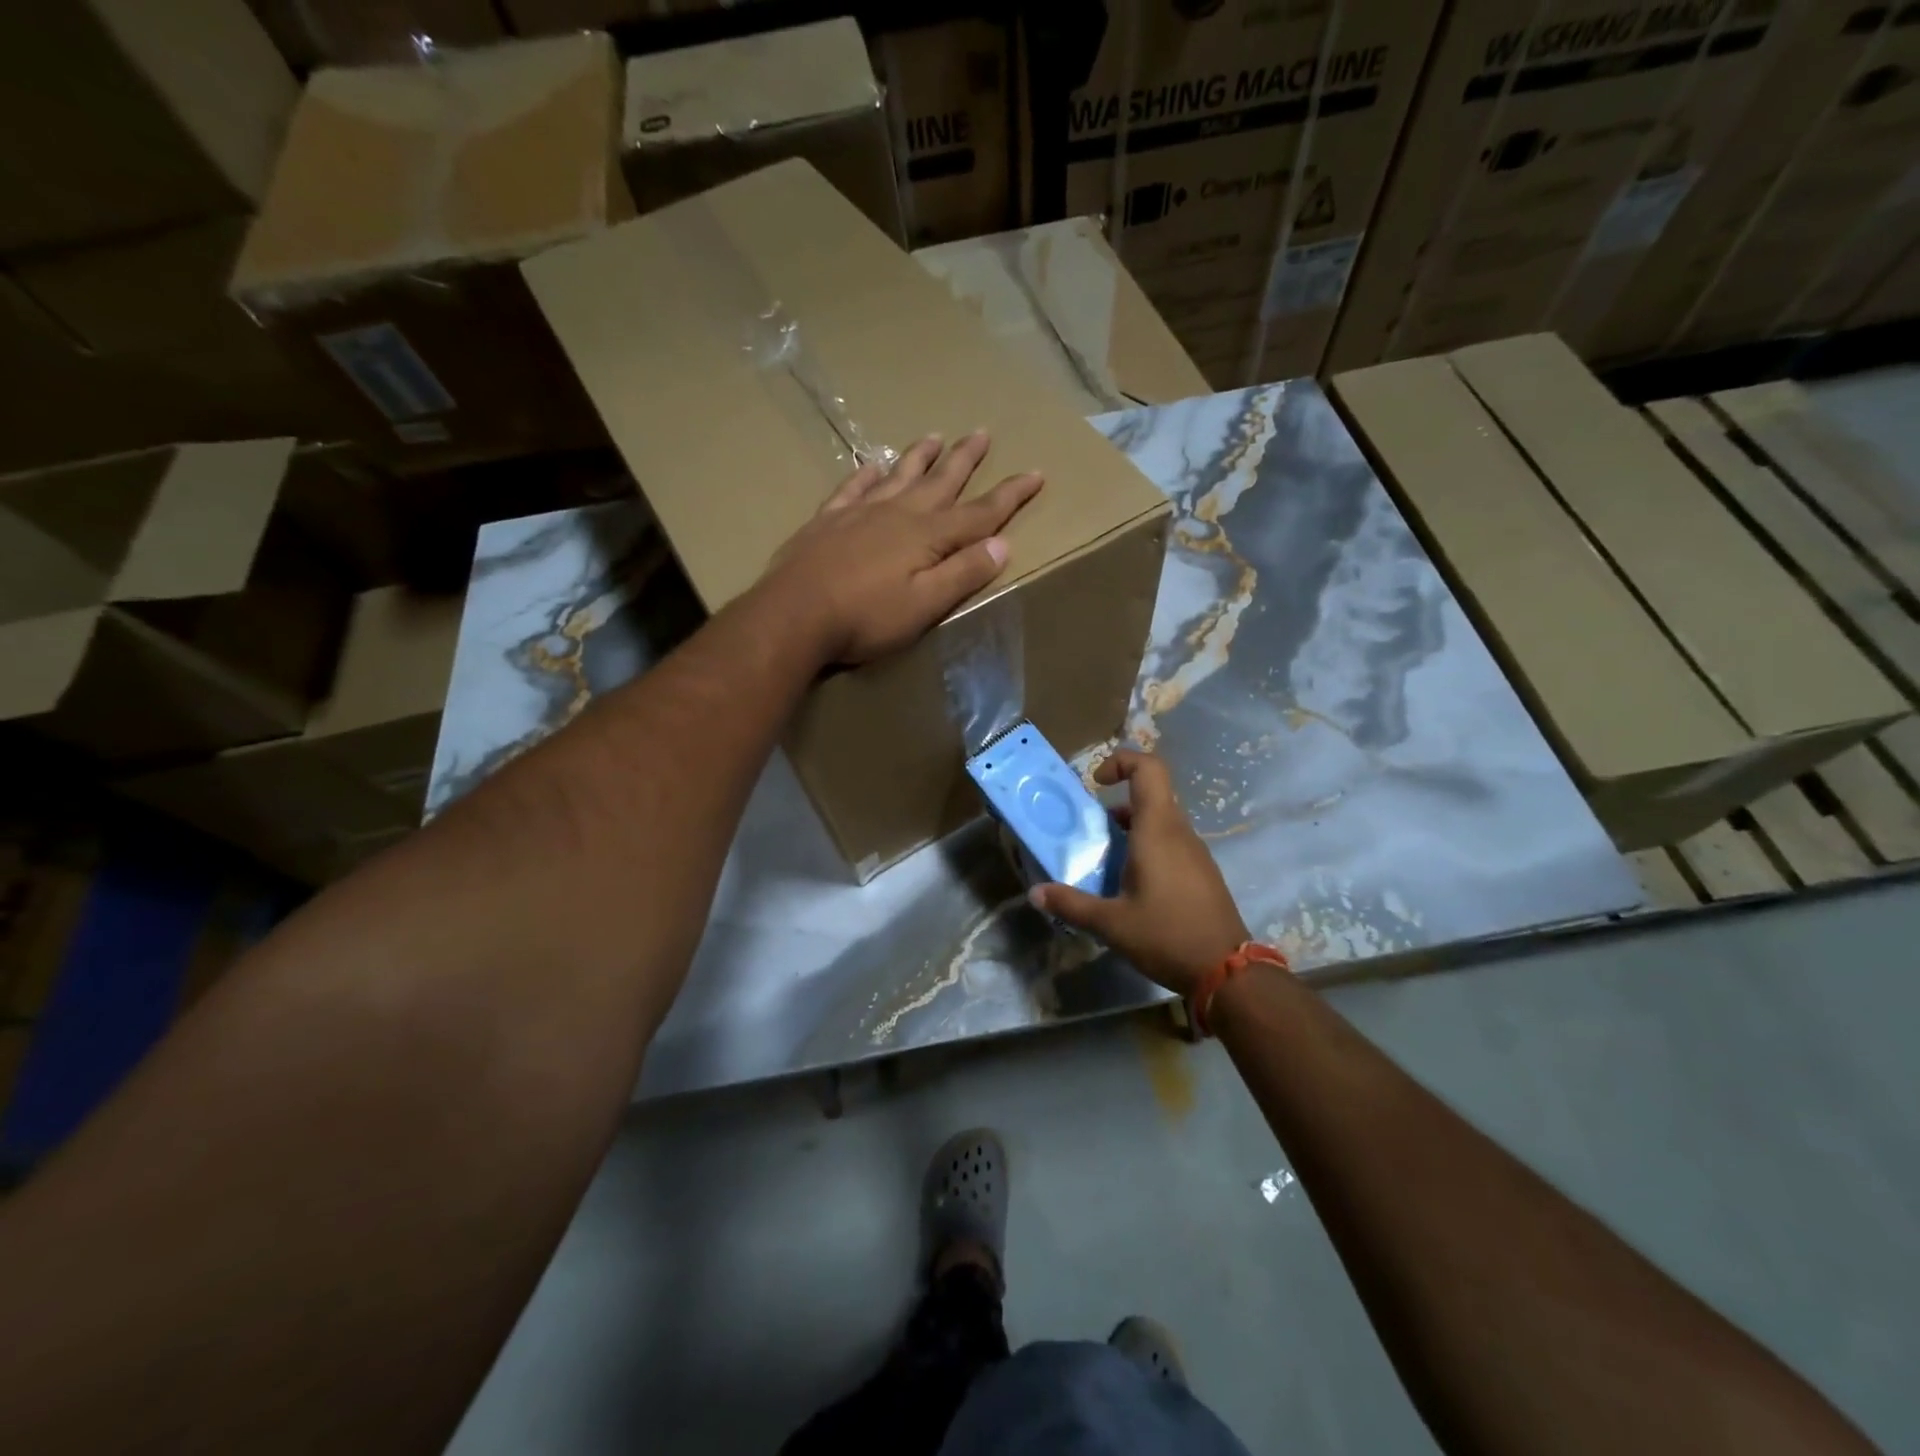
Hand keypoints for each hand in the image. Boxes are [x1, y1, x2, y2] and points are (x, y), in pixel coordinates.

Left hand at [758, 432, 1042, 665]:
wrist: (793, 614)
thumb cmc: (865, 617)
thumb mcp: (925, 605)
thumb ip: (963, 574)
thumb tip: (1002, 544)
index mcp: (927, 536)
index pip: (979, 512)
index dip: (1010, 494)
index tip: (1035, 473)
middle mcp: (898, 514)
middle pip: (940, 481)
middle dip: (965, 459)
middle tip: (982, 432)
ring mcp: (859, 512)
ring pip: (898, 475)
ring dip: (919, 457)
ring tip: (935, 436)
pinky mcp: (827, 521)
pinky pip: (853, 487)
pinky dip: (867, 475)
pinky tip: (872, 465)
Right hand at [1031, 750, 1248, 995]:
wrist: (1228, 972)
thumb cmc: (1166, 936)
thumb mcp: (1111, 924)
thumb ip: (1071, 904)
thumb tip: (1035, 893)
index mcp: (1158, 830)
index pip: (1149, 769)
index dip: (1122, 761)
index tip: (1096, 783)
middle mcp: (1179, 832)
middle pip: (1151, 795)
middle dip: (1116, 805)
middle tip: (1090, 832)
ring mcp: (1195, 852)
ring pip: (1161, 821)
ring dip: (1131, 830)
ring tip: (1105, 861)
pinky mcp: (1202, 872)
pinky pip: (1171, 843)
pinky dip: (1147, 848)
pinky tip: (1131, 886)